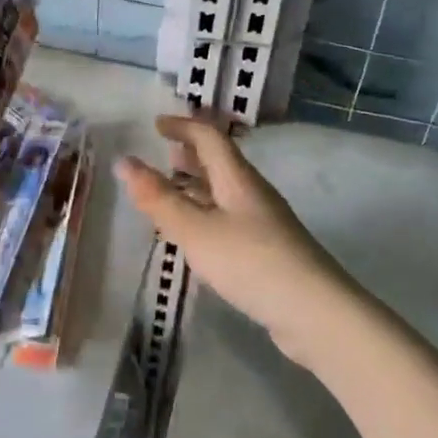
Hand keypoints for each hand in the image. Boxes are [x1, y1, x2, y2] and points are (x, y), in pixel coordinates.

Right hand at [115, 113, 359, 364]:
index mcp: (237, 178)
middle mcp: (252, 193)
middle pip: (219, 162)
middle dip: (190, 154)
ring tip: (169, 193)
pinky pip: (228, 218)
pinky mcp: (267, 249)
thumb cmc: (250, 261)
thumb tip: (124, 161)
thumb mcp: (196, 230)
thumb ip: (158, 198)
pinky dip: (205, 214)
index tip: (156, 125)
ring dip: (197, 186)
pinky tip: (195, 236)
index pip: (209, 137)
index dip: (183, 126)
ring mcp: (263, 222)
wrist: (314, 312)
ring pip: (223, 192)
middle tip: (162, 154)